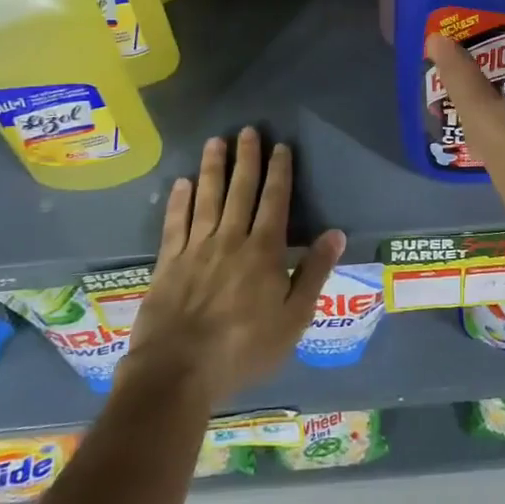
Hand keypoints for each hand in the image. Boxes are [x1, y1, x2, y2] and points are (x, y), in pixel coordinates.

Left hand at [123, 128, 344, 404]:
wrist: (178, 372)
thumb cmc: (244, 350)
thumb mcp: (293, 319)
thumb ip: (314, 273)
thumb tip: (336, 233)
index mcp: (264, 252)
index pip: (275, 201)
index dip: (279, 172)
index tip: (280, 146)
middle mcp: (230, 240)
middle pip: (240, 191)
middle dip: (246, 159)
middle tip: (248, 130)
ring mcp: (196, 249)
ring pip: (207, 198)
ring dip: (212, 168)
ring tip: (215, 142)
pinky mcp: (168, 263)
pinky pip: (175, 223)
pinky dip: (179, 201)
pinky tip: (181, 183)